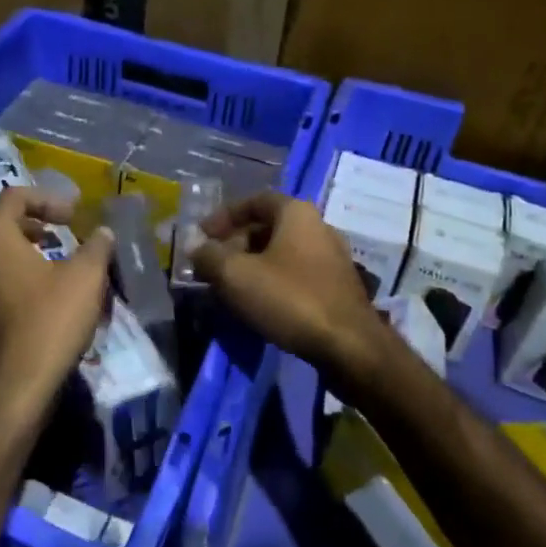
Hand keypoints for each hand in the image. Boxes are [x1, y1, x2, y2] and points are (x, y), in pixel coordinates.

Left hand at [0, 187, 114, 430]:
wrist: (15, 387)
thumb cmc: (50, 322)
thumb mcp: (86, 278)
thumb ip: (97, 247)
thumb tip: (103, 232)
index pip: (13, 197)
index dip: (47, 199)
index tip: (74, 216)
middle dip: (21, 220)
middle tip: (50, 231)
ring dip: (16, 247)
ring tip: (50, 259)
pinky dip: (10, 272)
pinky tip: (40, 291)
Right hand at [190, 192, 386, 384]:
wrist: (349, 346)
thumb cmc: (289, 298)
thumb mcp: (236, 275)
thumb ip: (209, 257)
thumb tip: (196, 248)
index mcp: (296, 213)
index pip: (254, 200)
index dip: (223, 216)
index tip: (202, 236)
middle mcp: (318, 226)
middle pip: (268, 226)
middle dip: (235, 244)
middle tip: (213, 266)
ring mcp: (332, 257)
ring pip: (282, 252)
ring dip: (252, 265)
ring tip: (230, 287)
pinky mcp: (337, 286)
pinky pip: (297, 274)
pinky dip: (273, 281)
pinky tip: (259, 304)